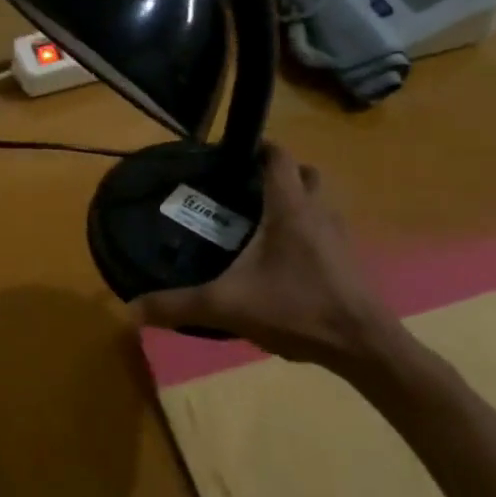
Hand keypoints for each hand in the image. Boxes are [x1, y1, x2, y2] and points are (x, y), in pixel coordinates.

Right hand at [132, 145, 408, 377]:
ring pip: (319, 202)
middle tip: (245, 189)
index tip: (230, 156)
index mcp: (289, 208)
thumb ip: (178, 305)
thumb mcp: (228, 306)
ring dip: (296, 202)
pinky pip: (326, 230)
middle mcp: (318, 212)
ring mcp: (339, 237)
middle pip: (304, 174)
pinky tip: (284, 259)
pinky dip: (308, 232)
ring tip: (261, 222)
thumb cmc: (298, 309)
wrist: (365, 348)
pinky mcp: (350, 262)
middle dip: (279, 174)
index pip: (278, 157)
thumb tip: (130, 309)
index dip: (257, 149)